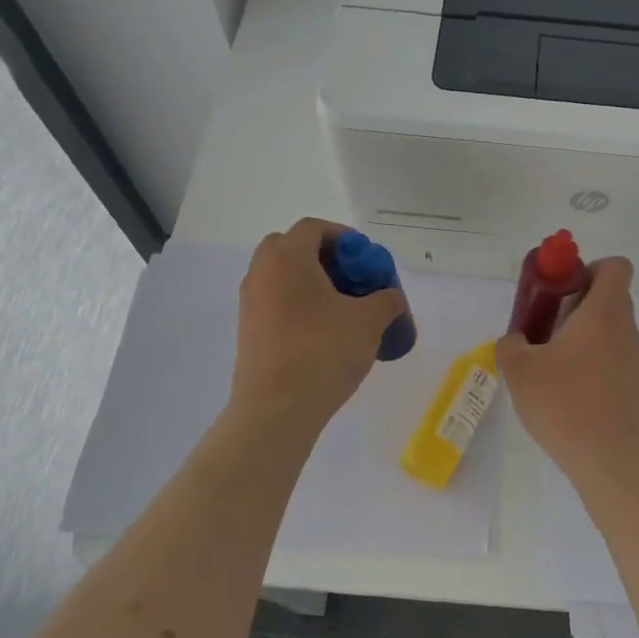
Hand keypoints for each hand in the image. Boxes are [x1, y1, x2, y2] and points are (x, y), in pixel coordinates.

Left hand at [229, 219, 409, 431]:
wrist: (276, 409)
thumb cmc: (323, 351)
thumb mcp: (370, 321)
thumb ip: (386, 300)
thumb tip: (390, 297)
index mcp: (287, 258)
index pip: (313, 228)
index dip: (344, 237)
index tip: (366, 259)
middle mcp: (261, 273)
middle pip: (291, 248)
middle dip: (324, 258)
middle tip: (352, 279)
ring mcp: (250, 304)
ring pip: (283, 278)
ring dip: (312, 284)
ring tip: (344, 310)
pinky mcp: (249, 332)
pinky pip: (276, 304)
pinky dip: (300, 307)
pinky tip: (325, 334)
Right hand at [496, 256, 638, 474]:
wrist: (607, 457)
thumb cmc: (563, 401)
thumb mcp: (519, 369)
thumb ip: (510, 345)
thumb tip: (514, 341)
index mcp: (603, 312)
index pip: (616, 266)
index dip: (590, 268)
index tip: (563, 290)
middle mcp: (625, 329)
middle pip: (611, 297)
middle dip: (578, 303)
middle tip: (547, 327)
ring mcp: (634, 360)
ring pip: (611, 330)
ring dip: (584, 335)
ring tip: (552, 363)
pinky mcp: (634, 387)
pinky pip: (613, 359)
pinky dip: (593, 363)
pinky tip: (568, 392)